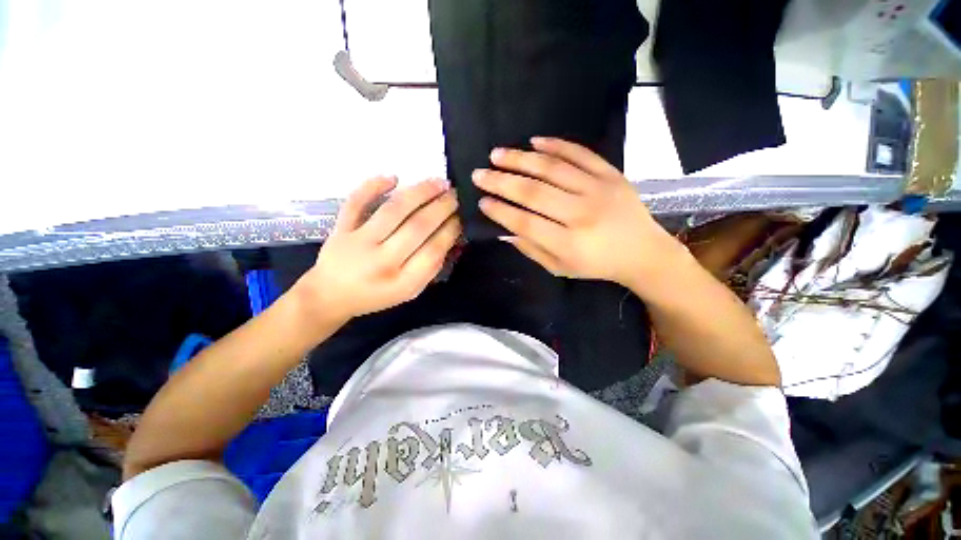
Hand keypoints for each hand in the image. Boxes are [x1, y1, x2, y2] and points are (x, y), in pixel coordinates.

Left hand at [295, 176, 460, 323]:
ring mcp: (358, 242)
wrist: (330, 296)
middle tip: (455, 195)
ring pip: (393, 210)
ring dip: (419, 192)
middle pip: (418, 227)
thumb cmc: (375, 295)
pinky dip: (373, 186)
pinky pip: (356, 202)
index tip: (460, 217)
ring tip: (438, 182)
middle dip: (441, 207)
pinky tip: (394, 177)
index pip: (433, 251)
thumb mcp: (409, 292)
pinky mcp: (341, 228)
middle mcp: (382, 261)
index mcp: (402, 283)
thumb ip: (430, 268)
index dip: (450, 230)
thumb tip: (449, 237)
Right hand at [473, 137, 681, 291]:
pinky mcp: (611, 174)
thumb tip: (504, 231)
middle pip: (534, 193)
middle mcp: (581, 214)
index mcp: (568, 244)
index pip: (525, 223)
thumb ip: (532, 250)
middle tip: (479, 174)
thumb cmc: (597, 265)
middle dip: (501, 182)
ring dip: (521, 159)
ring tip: (497, 154)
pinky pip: (580, 154)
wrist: (643, 252)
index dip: (500, 211)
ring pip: (552, 169)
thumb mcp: (560, 267)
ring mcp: (598, 190)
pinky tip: (534, 141)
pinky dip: (556, 145)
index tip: (482, 201)